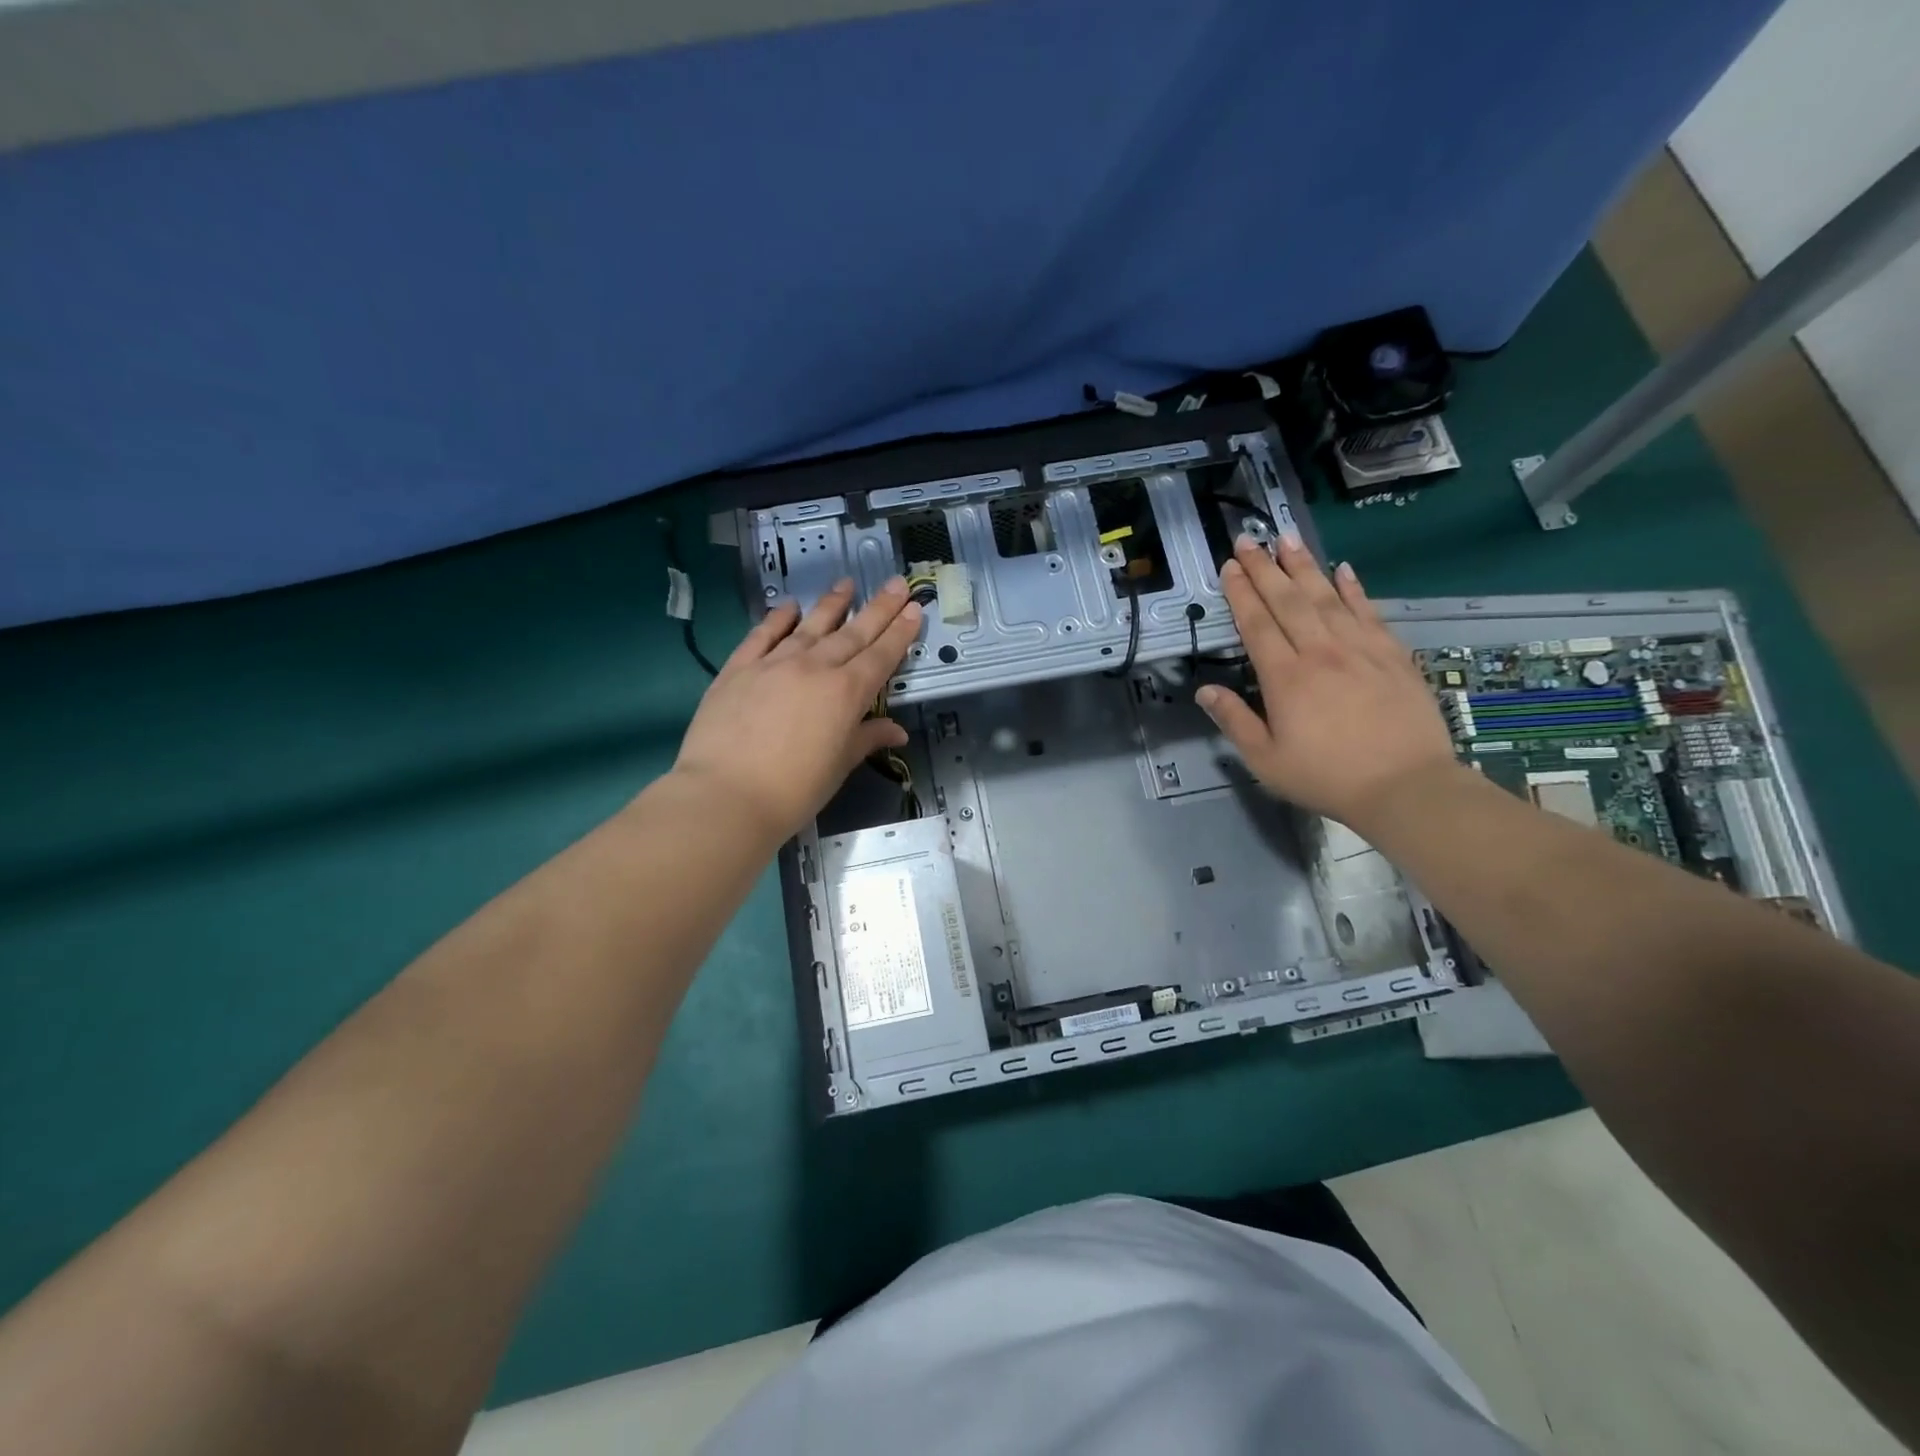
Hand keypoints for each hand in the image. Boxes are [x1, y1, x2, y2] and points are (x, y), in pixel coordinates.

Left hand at [669, 578, 921, 843]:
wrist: (726, 795)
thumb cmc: (794, 790)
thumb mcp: (839, 766)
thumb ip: (867, 739)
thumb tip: (897, 731)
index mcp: (846, 693)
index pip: (881, 655)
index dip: (900, 632)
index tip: (914, 607)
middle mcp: (814, 668)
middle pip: (852, 633)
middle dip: (878, 608)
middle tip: (895, 583)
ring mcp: (774, 664)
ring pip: (810, 626)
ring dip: (831, 604)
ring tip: (846, 583)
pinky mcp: (739, 668)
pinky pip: (762, 635)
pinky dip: (777, 618)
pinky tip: (788, 606)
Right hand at [1198, 535, 1458, 827]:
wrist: (1406, 786)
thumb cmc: (1327, 777)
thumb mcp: (1266, 761)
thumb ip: (1234, 722)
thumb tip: (1205, 691)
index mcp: (1286, 678)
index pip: (1257, 624)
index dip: (1241, 593)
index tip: (1229, 567)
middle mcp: (1321, 652)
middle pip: (1288, 600)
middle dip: (1265, 568)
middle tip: (1248, 540)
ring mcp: (1360, 650)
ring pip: (1327, 597)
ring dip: (1305, 566)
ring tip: (1288, 539)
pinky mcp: (1392, 655)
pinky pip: (1369, 612)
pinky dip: (1354, 589)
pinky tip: (1344, 570)